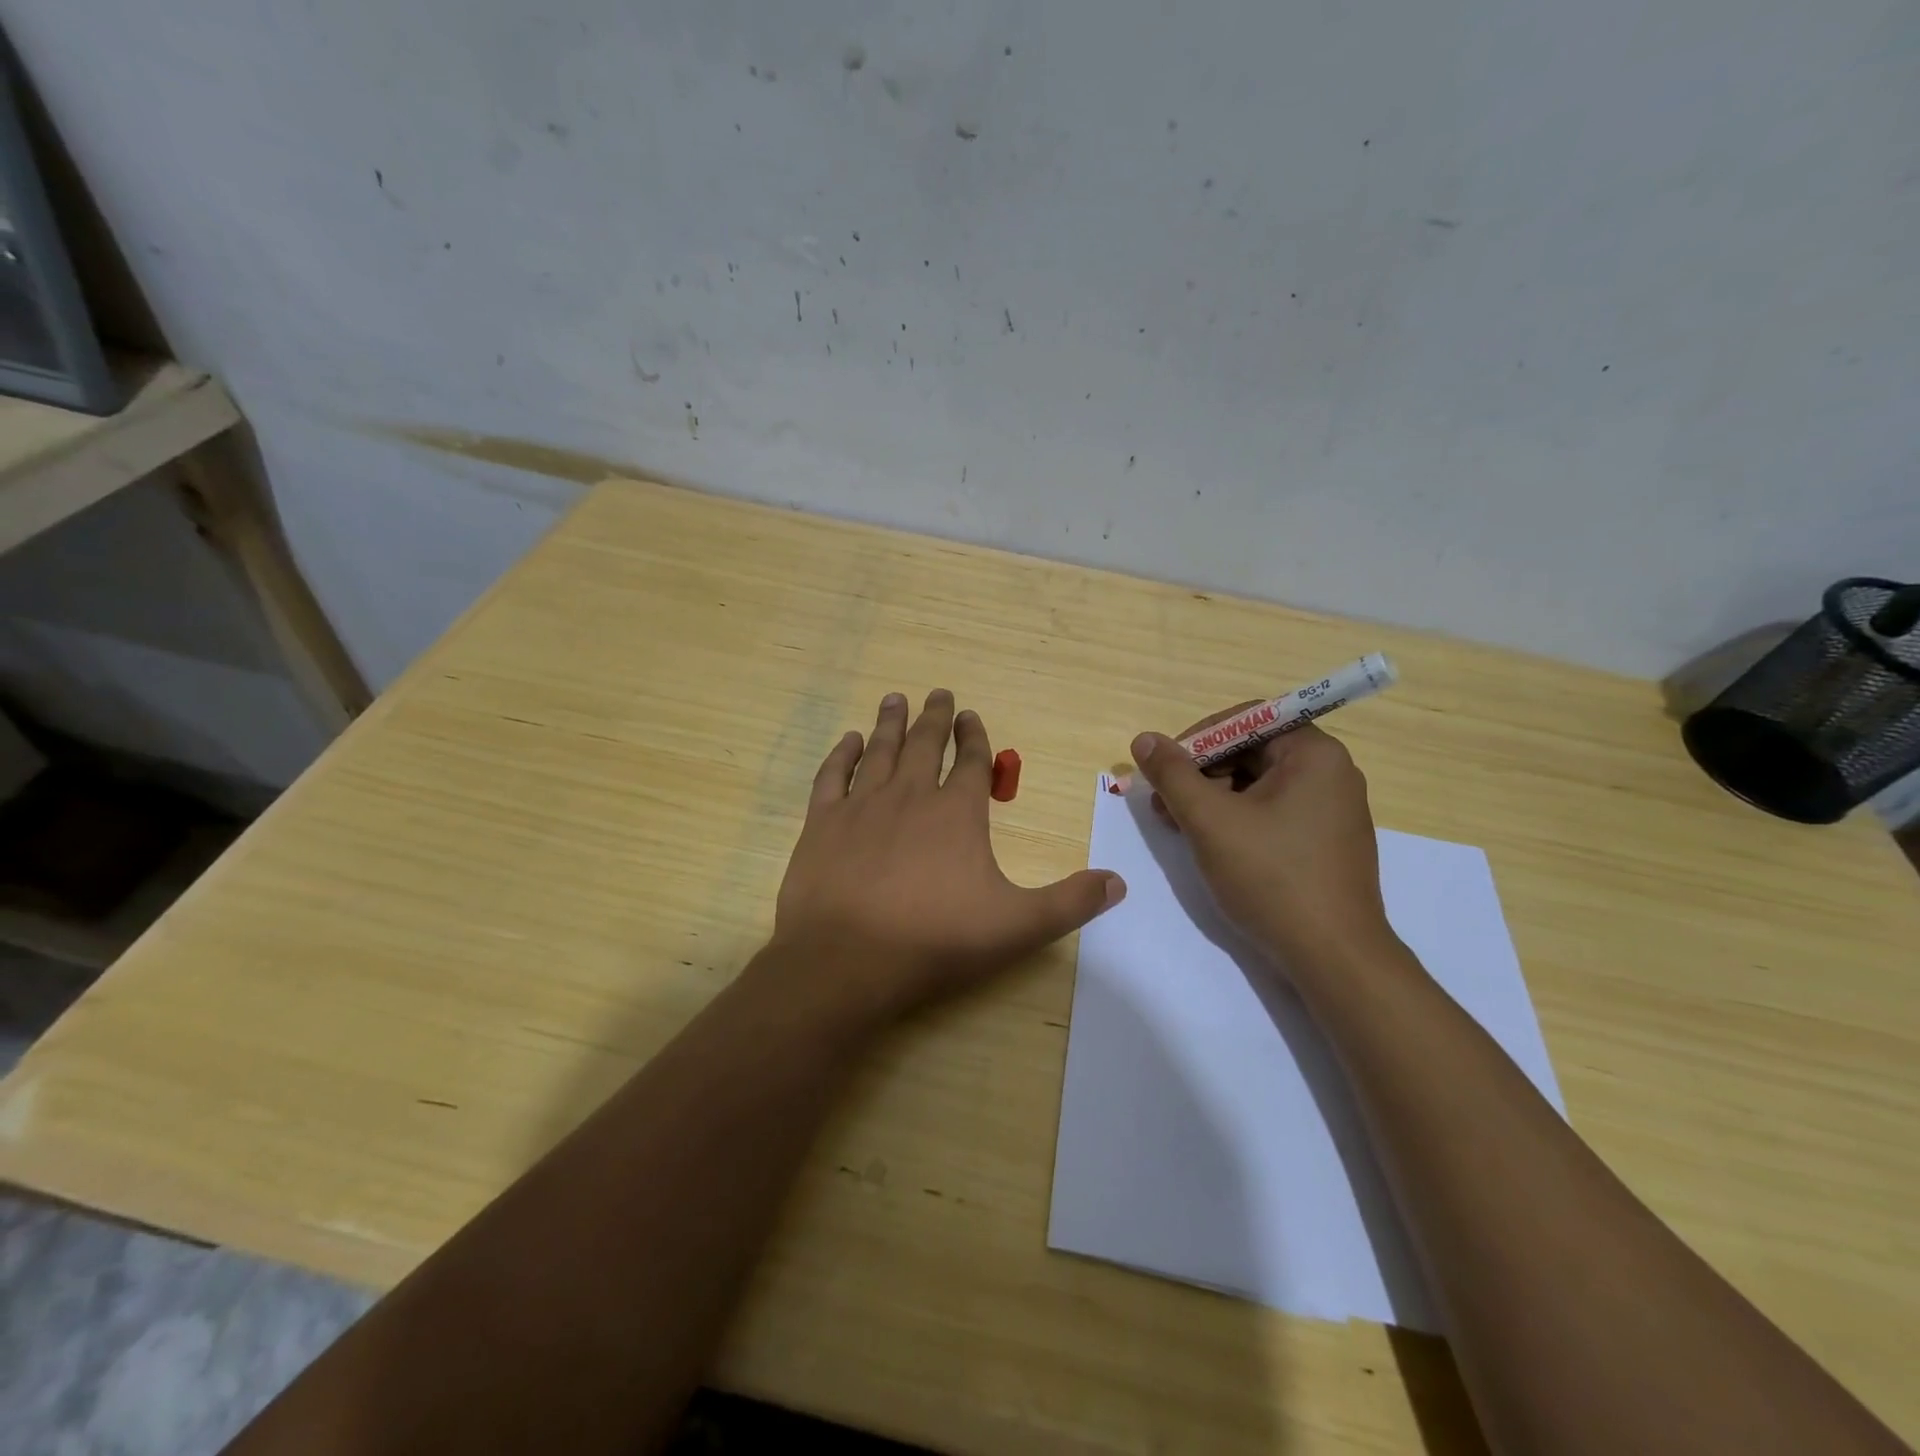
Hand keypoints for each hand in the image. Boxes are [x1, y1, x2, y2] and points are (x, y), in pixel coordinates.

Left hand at [772, 689, 1124, 1019]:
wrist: (846, 960)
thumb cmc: (935, 940)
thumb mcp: (1017, 926)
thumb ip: (1069, 902)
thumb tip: (1118, 882)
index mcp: (957, 812)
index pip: (972, 761)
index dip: (975, 735)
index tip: (971, 714)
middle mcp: (910, 795)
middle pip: (926, 744)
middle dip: (935, 717)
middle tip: (938, 693)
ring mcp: (862, 805)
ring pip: (881, 750)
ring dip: (891, 723)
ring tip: (897, 698)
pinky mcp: (822, 823)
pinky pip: (833, 776)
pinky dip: (842, 754)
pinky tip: (849, 740)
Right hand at [1128, 711, 1394, 973]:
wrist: (1333, 957)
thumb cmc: (1271, 877)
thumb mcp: (1210, 820)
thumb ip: (1173, 775)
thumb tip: (1144, 739)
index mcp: (1315, 753)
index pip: (1247, 720)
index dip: (1198, 739)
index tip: (1165, 768)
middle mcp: (1331, 773)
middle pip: (1251, 751)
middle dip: (1201, 773)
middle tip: (1164, 803)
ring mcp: (1332, 810)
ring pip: (1259, 785)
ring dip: (1213, 798)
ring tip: (1178, 826)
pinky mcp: (1326, 842)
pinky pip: (1274, 812)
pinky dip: (1238, 819)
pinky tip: (1211, 844)